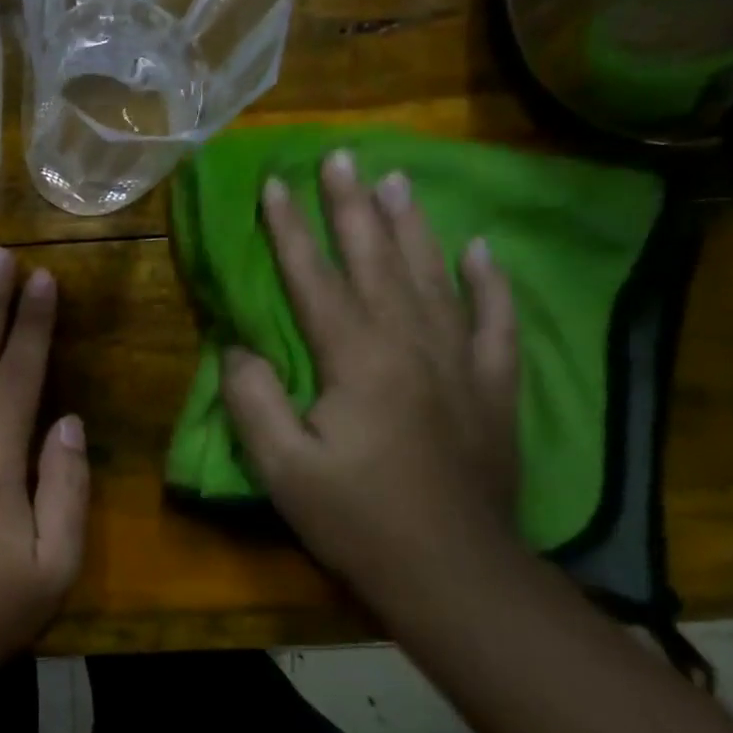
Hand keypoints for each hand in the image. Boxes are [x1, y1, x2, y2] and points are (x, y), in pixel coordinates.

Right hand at [220, 150, 521, 590]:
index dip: (291, 229)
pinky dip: (489, 283)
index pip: (316, 278)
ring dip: (412, 226)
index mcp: (357, 359)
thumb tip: (239, 349)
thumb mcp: (282, 468)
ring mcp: (460, 363)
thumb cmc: (358, 520)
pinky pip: (494, 321)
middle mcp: (411, 344)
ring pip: (434, 276)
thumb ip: (252, 399)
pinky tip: (480, 250)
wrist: (454, 575)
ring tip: (399, 179)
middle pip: (377, 260)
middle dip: (353, 206)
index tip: (274, 183)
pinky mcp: (492, 389)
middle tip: (342, 156)